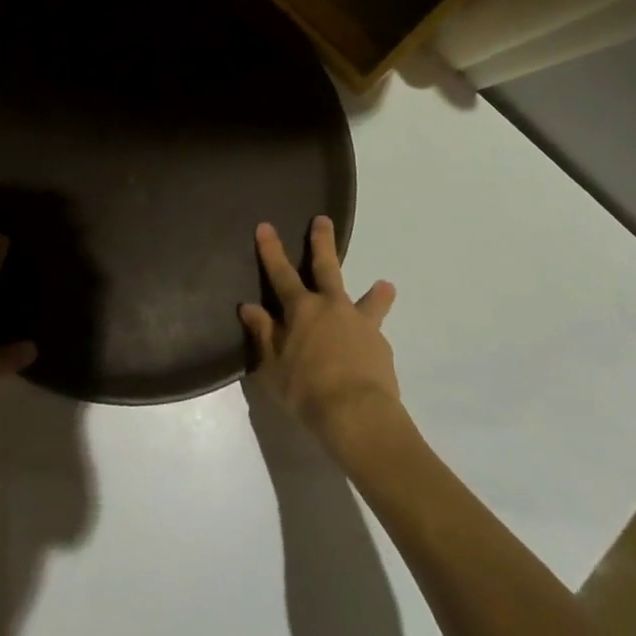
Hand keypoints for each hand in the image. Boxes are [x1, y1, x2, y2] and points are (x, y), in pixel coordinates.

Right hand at [240, 217, 398, 444]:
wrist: (358, 414)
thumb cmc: (306, 389)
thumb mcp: (272, 366)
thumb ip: (263, 334)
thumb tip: (249, 307)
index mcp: (301, 309)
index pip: (281, 273)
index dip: (271, 250)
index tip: (266, 226)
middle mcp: (331, 307)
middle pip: (326, 268)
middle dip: (322, 243)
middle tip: (323, 220)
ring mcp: (360, 324)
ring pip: (367, 300)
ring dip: (375, 293)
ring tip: (386, 285)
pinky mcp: (380, 346)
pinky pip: (375, 335)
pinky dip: (373, 335)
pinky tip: (374, 347)